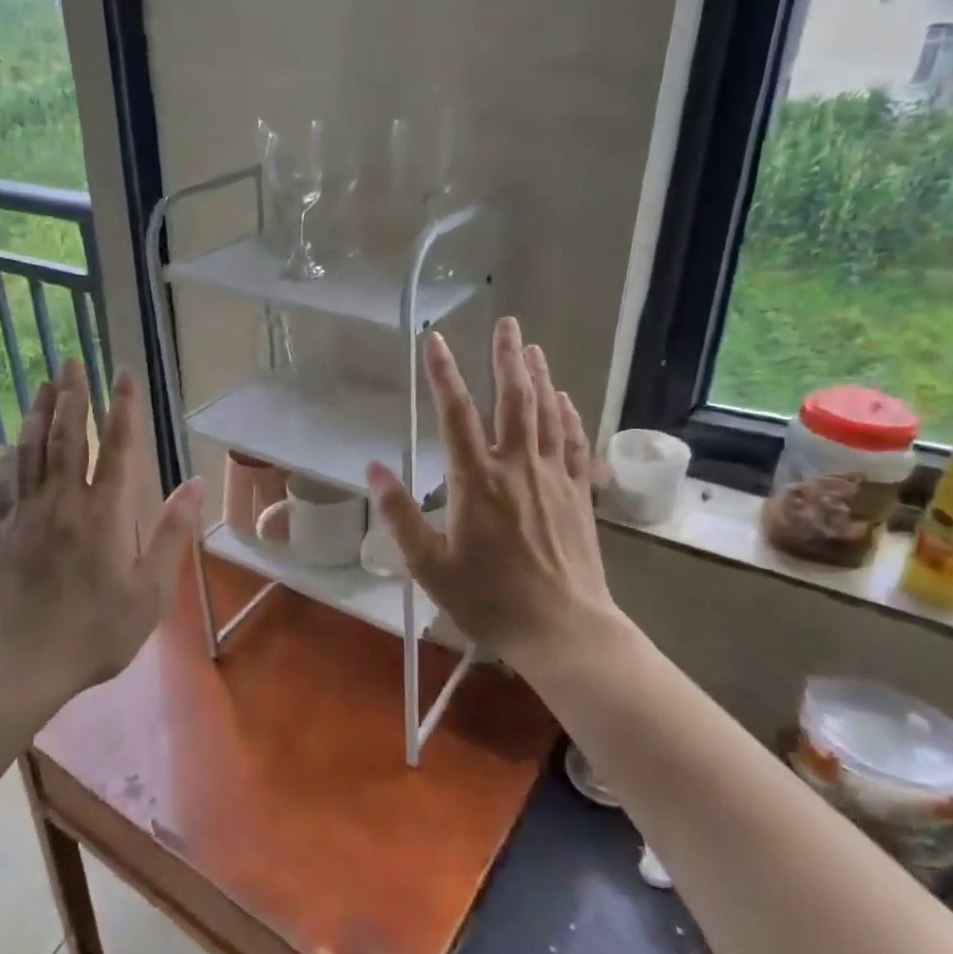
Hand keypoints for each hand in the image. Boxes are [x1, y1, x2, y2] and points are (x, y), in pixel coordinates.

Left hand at [0, 360, 203, 698]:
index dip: (122, 408)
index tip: (123, 374)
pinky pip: (1, 483)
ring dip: (37, 413)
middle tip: (71, 361)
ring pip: (31, 451)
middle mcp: (62, 502)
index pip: (115, 448)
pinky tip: (6, 444)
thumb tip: (195, 486)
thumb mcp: (149, 592)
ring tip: (43, 384)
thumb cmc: (94, 632)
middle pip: (65, 436)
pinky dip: (5, 458)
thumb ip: (171, 535)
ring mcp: (26, 514)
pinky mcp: (0, 531)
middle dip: (71, 395)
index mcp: (103, 513)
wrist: (19, 663)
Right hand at [366, 318, 612, 676]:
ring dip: (540, 377)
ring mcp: (554, 478)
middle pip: (514, 400)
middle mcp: (517, 467)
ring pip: (547, 414)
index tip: (434, 340)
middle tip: (508, 323)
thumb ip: (400, 515)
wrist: (564, 630)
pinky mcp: (579, 495)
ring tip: (533, 348)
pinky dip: (568, 416)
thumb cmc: (489, 600)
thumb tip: (373, 469)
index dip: (443, 374)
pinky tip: (565, 399)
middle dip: (508, 358)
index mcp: (477, 481)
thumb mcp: (429, 565)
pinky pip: (575, 444)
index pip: (455, 414)